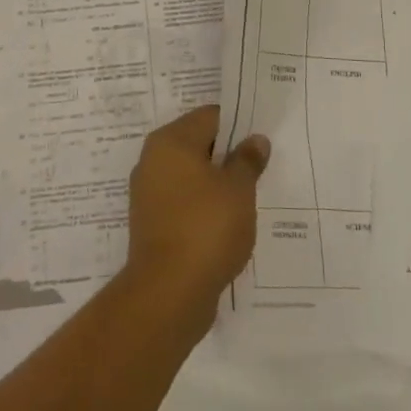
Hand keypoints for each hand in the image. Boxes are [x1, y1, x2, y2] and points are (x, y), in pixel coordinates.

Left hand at [125, 106, 269, 320]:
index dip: (239, 125)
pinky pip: (183, 203)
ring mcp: (149, 193)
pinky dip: (203, 208)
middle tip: (260, 168)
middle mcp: (153, 160)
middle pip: (198, 144)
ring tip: (248, 198)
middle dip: (228, 155)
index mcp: (170, 141)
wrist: (168, 293)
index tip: (261, 141)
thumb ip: (247, 160)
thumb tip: (255, 140)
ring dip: (216, 184)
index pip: (210, 116)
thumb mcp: (239, 189)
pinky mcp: (151, 224)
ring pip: (191, 176)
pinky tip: (227, 223)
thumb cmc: (206, 228)